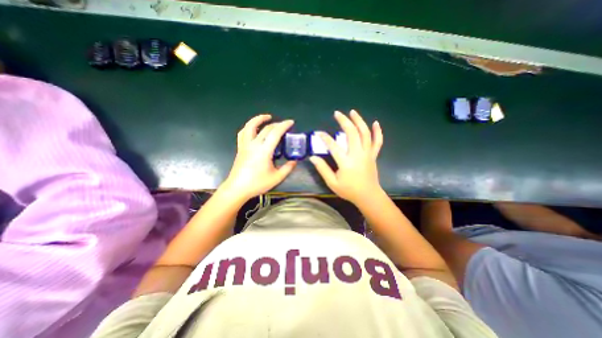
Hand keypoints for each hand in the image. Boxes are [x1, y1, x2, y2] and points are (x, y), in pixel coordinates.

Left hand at [220, 115, 295, 200]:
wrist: (237, 188)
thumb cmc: (257, 184)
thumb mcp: (276, 178)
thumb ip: (287, 168)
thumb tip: (294, 161)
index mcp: (264, 150)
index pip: (275, 133)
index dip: (284, 125)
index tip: (291, 122)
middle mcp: (254, 144)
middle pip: (265, 128)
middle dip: (276, 124)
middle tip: (284, 125)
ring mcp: (245, 145)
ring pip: (250, 126)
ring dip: (259, 119)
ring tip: (267, 117)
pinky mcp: (240, 148)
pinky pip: (243, 133)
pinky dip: (249, 127)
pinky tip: (253, 128)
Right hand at [308, 111, 382, 204]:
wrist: (368, 196)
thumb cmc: (349, 191)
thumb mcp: (332, 183)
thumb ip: (322, 169)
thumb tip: (312, 157)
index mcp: (346, 162)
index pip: (333, 146)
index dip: (325, 138)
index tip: (318, 133)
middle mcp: (358, 154)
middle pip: (352, 133)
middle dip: (344, 121)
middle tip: (337, 113)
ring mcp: (367, 154)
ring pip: (365, 133)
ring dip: (359, 121)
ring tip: (352, 112)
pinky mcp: (373, 155)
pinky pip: (377, 141)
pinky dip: (377, 131)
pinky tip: (375, 122)